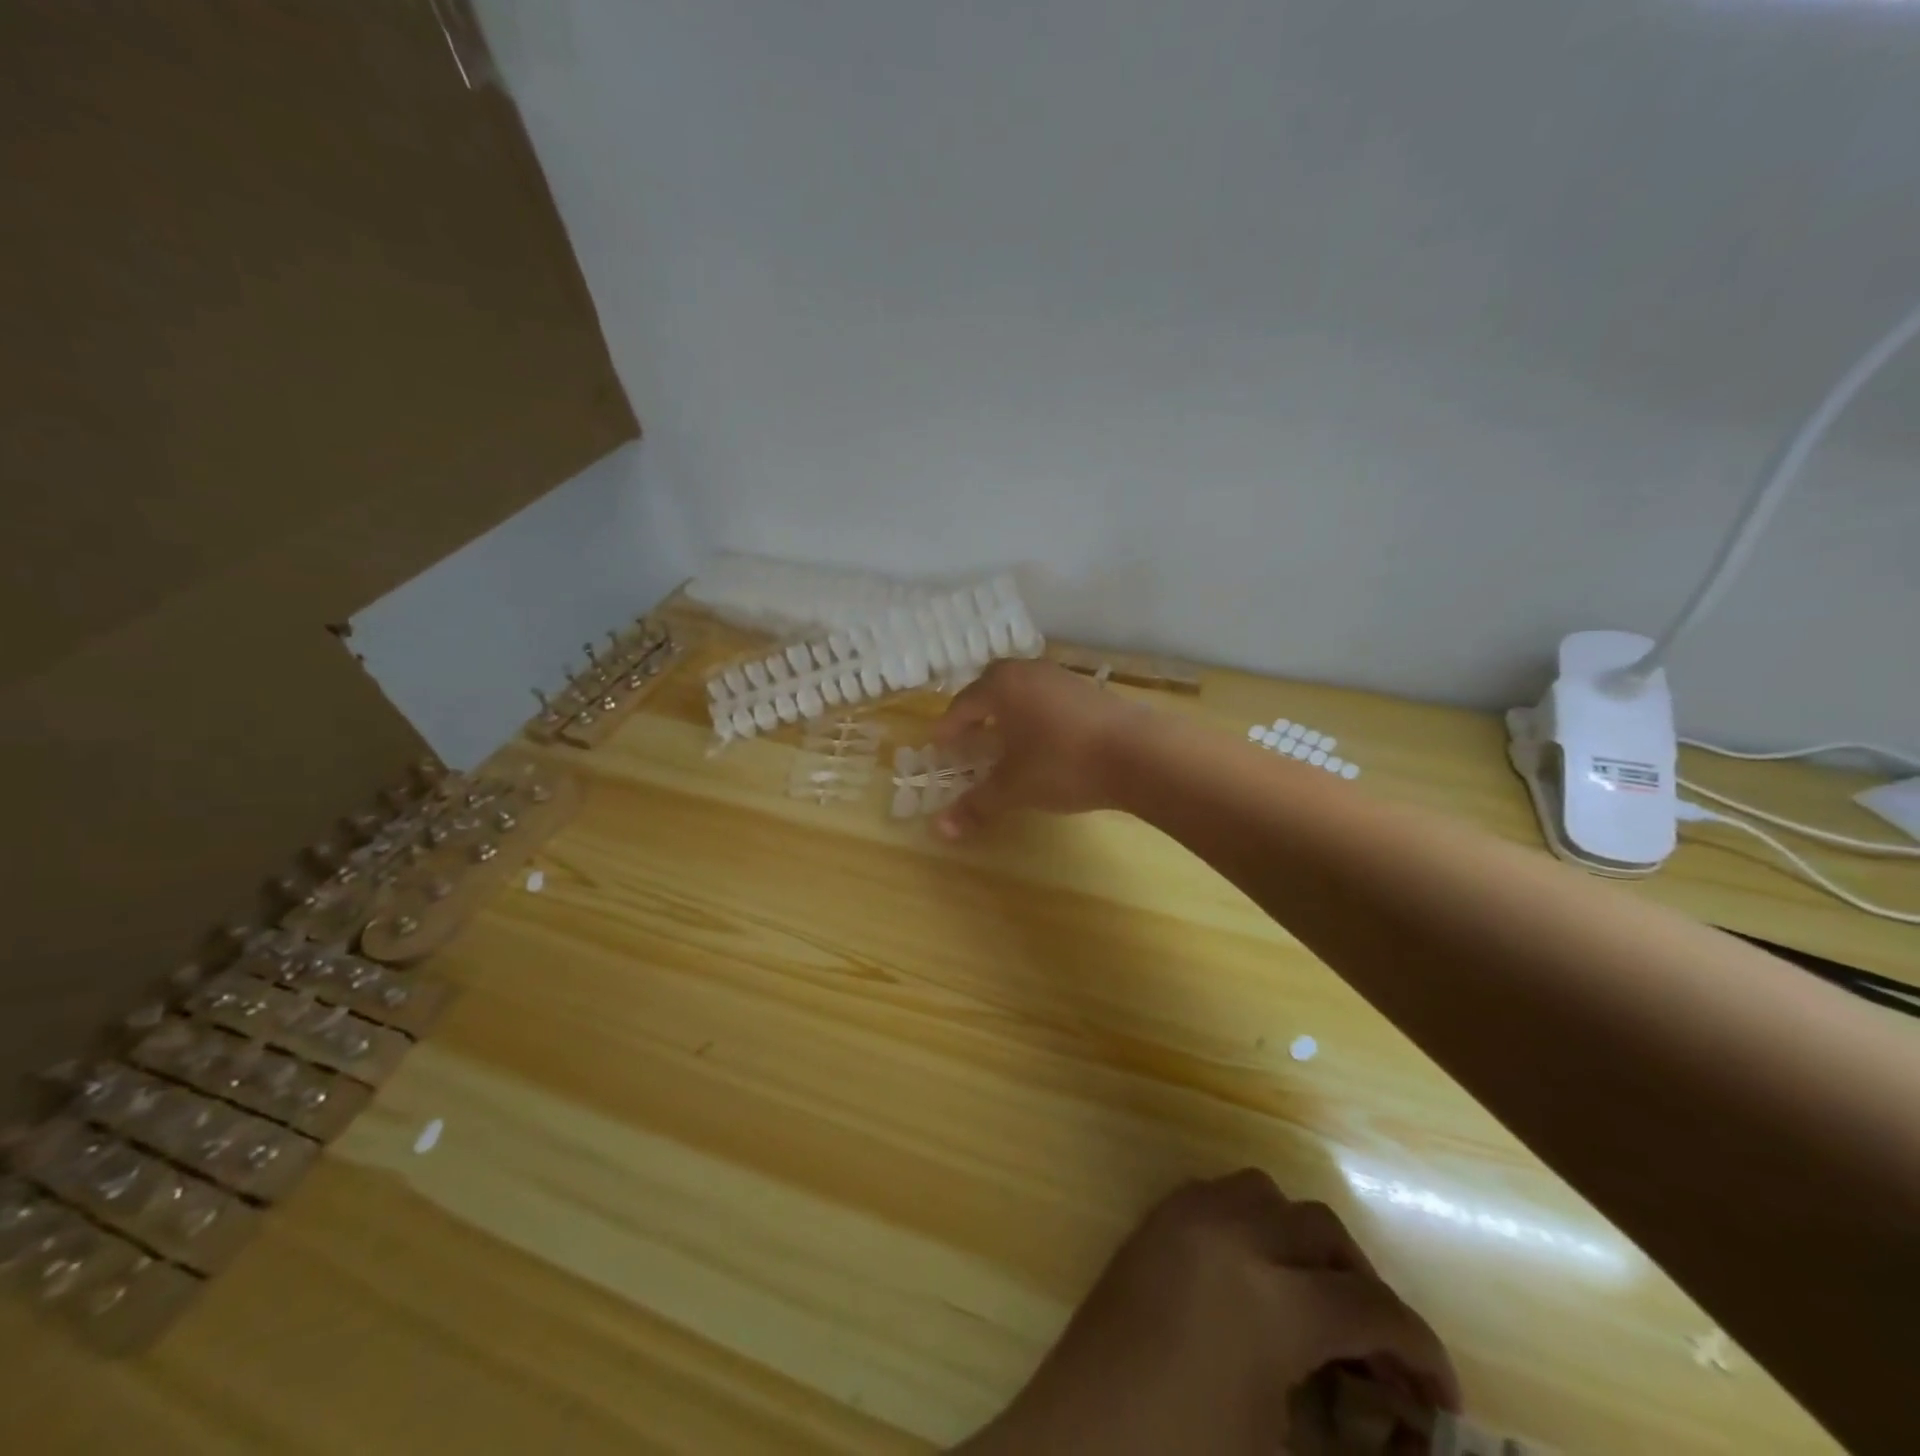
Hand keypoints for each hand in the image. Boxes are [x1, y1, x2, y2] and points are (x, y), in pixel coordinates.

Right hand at [931, 659, 1149, 837]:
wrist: (1138, 753)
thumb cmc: (1062, 763)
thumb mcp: (1014, 788)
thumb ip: (976, 804)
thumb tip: (940, 830)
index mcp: (1002, 686)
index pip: (963, 704)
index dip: (949, 727)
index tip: (939, 746)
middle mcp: (1029, 672)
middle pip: (992, 688)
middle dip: (977, 713)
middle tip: (969, 739)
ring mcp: (1063, 678)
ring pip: (1024, 691)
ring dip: (1009, 713)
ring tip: (1005, 741)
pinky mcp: (1090, 691)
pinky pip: (1049, 699)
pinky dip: (1037, 716)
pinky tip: (1044, 742)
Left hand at [955, 1170, 1457, 1455]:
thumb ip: (1356, 1450)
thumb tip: (1411, 1440)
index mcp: (1268, 1299)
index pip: (1370, 1306)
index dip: (1420, 1351)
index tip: (1442, 1398)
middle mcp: (1225, 1233)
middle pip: (1320, 1229)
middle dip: (1362, 1287)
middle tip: (1380, 1357)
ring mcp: (1178, 1219)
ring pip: (1265, 1195)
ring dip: (1301, 1242)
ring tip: (1315, 1310)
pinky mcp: (1147, 1224)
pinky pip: (1215, 1196)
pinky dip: (1250, 1225)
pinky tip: (1253, 1285)